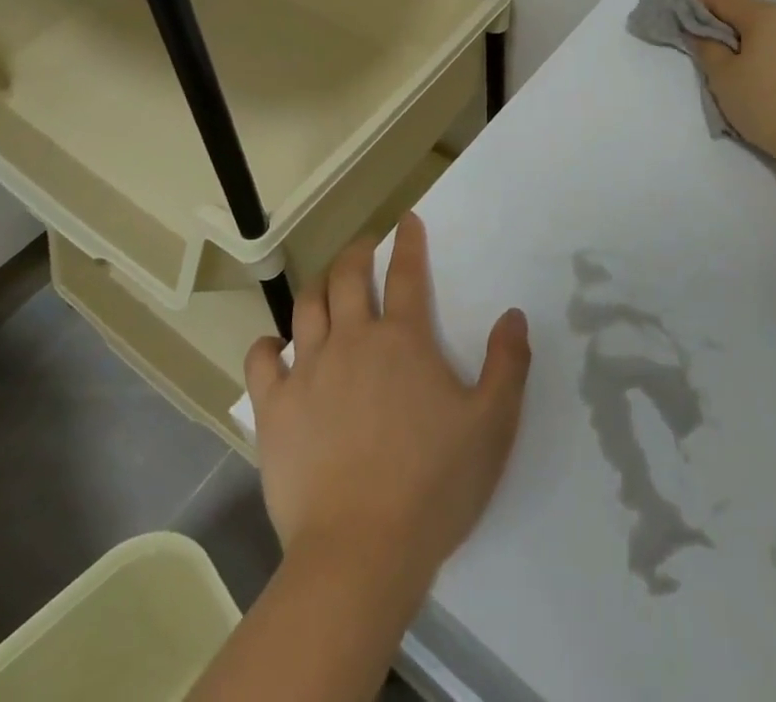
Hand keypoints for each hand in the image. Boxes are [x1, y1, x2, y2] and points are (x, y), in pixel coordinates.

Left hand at [245, 215, 531, 600]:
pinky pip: (262, 362)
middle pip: (348, 277)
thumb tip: (513, 315)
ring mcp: (309, 371)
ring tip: (328, 284)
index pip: (407, 273)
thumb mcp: (492, 425)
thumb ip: (508, 364)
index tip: (406, 221)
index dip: (408, 242)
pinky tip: (275, 347)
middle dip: (357, 252)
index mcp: (403, 339)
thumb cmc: (433, 486)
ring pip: (308, 306)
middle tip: (365, 247)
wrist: (361, 553)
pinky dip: (268, 346)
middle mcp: (353, 340)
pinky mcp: (275, 410)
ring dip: (319, 286)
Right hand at [692, 0, 775, 165]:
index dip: (698, 6)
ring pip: (773, 28)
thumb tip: (699, 33)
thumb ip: (706, 47)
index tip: (680, 16)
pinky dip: (774, 50)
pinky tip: (767, 70)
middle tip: (705, 43)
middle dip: (726, 24)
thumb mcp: (723, 77)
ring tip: (737, 61)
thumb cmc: (766, 105)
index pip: (723, 1)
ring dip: (752, 38)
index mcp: (767, 15)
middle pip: (750, 12)